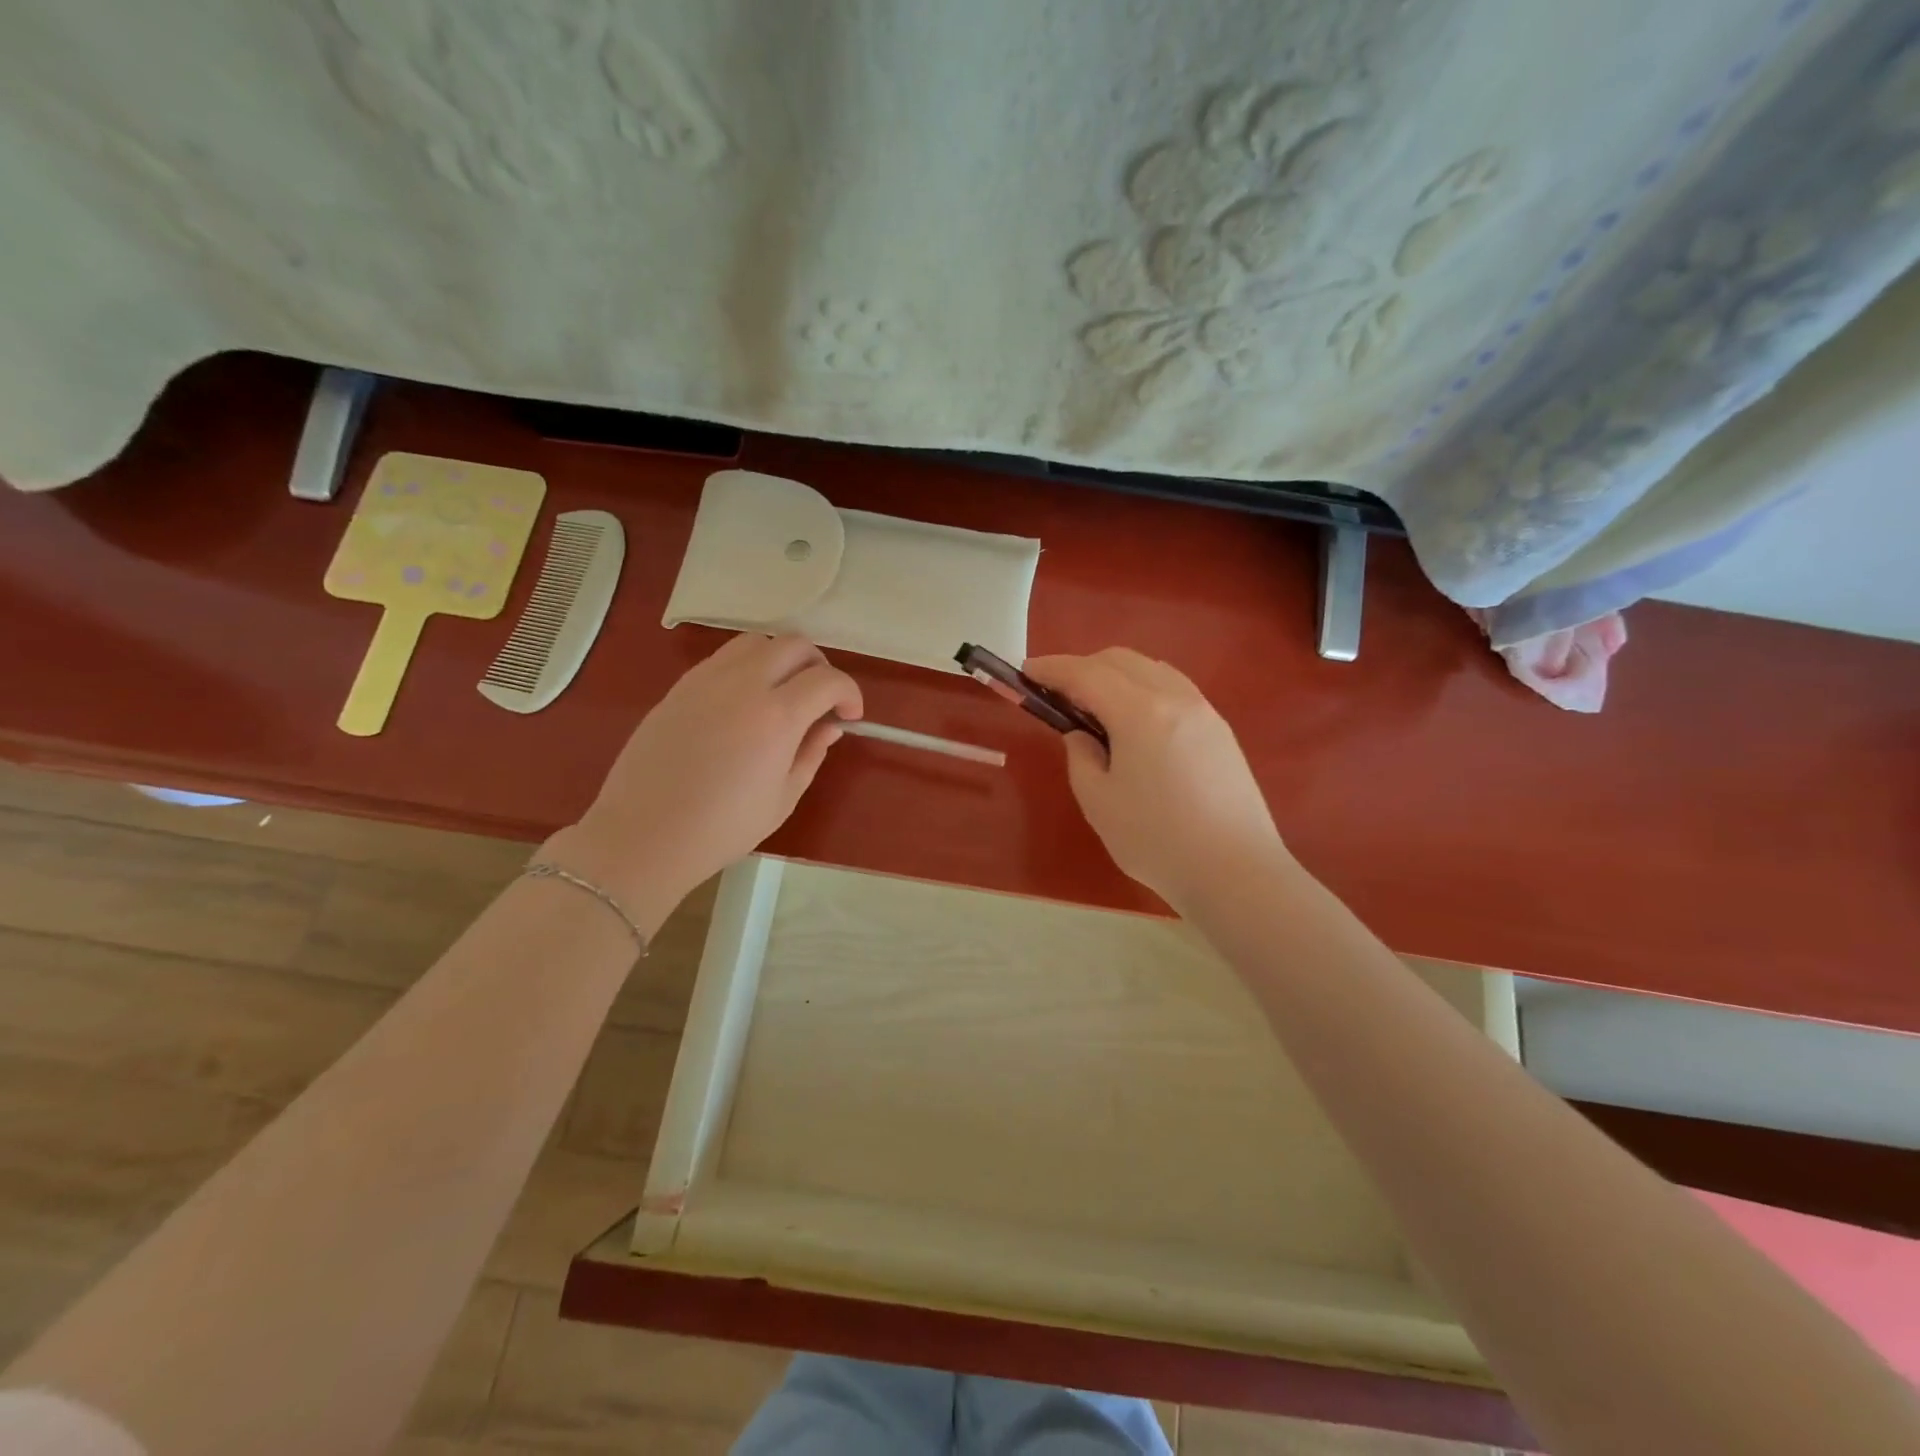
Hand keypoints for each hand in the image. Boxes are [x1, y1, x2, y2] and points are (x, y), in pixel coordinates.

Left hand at [547, 634, 861, 931]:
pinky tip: (743, 703)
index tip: (849, 716)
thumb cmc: (722, 828)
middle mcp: (744, 684)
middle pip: (794, 644)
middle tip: (820, 699)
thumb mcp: (783, 798)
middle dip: (819, 666)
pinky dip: (747, 667)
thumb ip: (812, 753)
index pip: (827, 679)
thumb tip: (829, 726)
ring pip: (756, 641)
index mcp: (777, 716)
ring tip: (782, 693)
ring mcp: (706, 680)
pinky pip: (723, 659)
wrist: (644, 835)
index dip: (849, 693)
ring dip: (780, 658)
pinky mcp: (680, 687)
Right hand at [1024, 648, 1283, 909]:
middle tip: (1057, 693)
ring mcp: (1204, 711)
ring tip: (1095, 705)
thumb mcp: (1099, 802)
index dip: (1052, 669)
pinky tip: (1135, 721)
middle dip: (1083, 667)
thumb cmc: (1157, 839)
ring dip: (1116, 675)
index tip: (1026, 671)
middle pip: (1121, 660)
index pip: (1086, 674)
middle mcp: (1175, 697)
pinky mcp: (1220, 730)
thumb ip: (1081, 757)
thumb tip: (1083, 735)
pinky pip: (1174, 689)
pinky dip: (1144, 689)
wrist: (1235, 871)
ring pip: (1152, 669)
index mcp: (1140, 711)